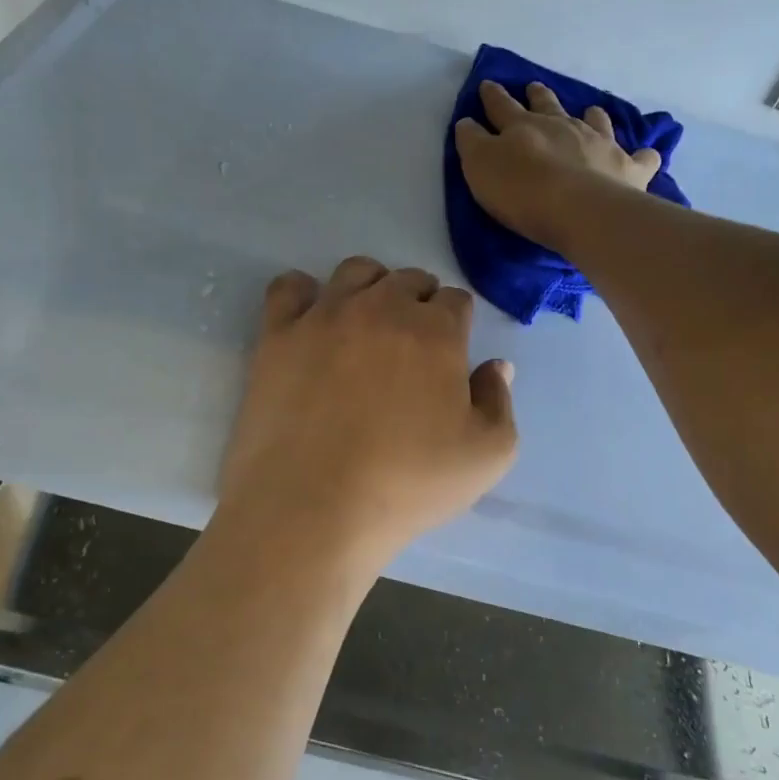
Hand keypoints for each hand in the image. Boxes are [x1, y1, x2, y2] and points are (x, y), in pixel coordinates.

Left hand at [219, 256, 517, 574]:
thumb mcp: (487, 457)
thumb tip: (495, 365)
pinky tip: (310, 319)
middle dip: (418, 302)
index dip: (457, 322)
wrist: (313, 507)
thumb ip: (499, 401)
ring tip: (365, 324)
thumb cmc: (407, 485)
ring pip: (355, 272)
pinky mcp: (278, 334)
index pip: (455, 300)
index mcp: (435, 331)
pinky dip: (302, 293)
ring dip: (370, 287)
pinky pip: (288, 287)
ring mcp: (324, 316)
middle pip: (408, 279)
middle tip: (410, 345)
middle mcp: (381, 307)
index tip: (449, 352)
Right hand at [453, 79, 661, 252]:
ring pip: (595, 120)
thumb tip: (468, 122)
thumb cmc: (521, 191)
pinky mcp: (628, 167)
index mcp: (523, 126)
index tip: (488, 85)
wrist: (578, 210)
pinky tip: (646, 155)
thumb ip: (472, 142)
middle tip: (534, 86)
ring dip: (591, 114)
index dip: (492, 96)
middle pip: (548, 105)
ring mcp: (599, 143)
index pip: (502, 106)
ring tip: (591, 110)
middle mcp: (563, 126)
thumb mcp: (480, 166)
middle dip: (538, 95)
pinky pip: (641, 157)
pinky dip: (643, 155)